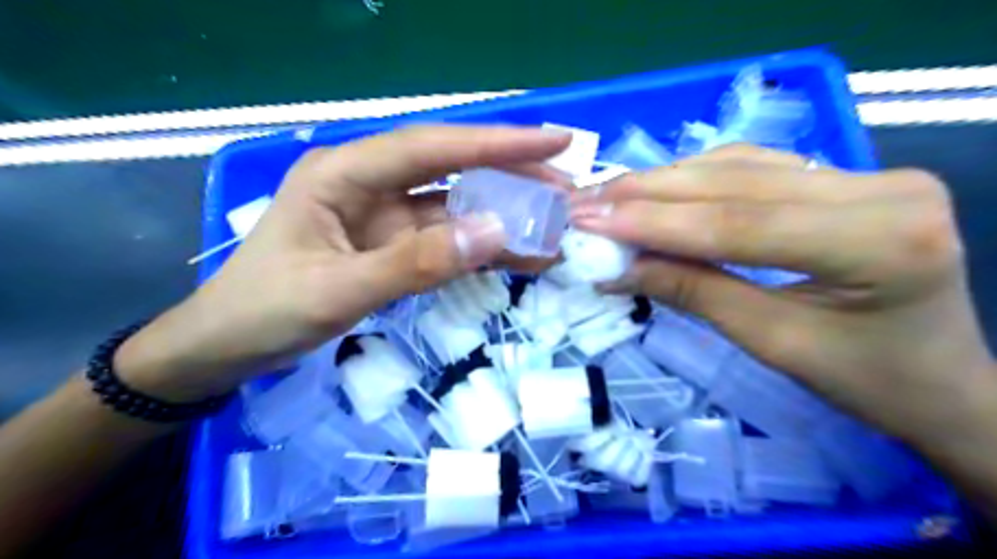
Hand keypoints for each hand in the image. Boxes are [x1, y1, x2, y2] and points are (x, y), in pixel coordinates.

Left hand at [114, 123, 567, 402]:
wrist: (226, 348)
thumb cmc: (264, 312)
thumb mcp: (337, 291)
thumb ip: (415, 263)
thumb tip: (494, 232)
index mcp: (344, 174)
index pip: (431, 147)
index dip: (495, 142)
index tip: (553, 141)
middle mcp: (369, 185)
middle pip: (451, 170)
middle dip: (510, 176)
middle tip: (566, 190)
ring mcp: (384, 218)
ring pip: (455, 208)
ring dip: (503, 216)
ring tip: (554, 226)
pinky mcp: (393, 247)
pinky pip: (447, 242)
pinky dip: (483, 248)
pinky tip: (519, 254)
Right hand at [573, 144, 991, 449]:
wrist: (942, 382)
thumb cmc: (868, 381)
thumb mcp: (774, 344)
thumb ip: (695, 293)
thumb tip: (620, 268)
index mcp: (879, 239)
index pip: (737, 222)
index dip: (654, 222)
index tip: (590, 220)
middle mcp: (881, 187)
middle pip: (736, 183)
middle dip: (649, 193)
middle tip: (587, 201)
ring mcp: (868, 173)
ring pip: (740, 166)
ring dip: (666, 181)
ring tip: (610, 195)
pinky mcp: (847, 176)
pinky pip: (756, 168)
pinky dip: (698, 178)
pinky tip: (659, 188)